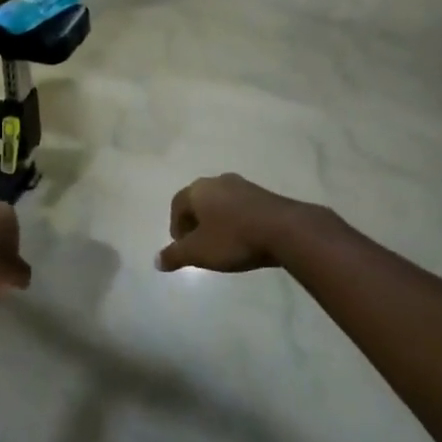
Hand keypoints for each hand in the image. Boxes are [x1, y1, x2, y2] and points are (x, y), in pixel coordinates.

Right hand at [157, 174, 317, 273]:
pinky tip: (244, 238)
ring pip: (221, 203)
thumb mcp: (199, 252)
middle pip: (198, 201)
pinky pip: (241, 207)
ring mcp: (243, 185)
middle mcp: (218, 181)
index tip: (182, 247)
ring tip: (223, 244)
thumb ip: (175, 255)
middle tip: (200, 245)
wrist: (285, 230)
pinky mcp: (264, 194)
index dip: (176, 226)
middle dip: (196, 223)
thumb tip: (156, 261)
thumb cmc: (234, 238)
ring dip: (217, 221)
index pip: (177, 205)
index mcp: (198, 190)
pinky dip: (236, 220)